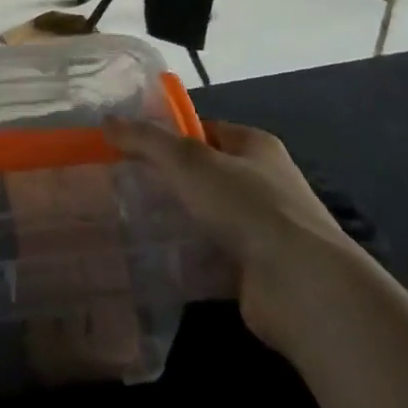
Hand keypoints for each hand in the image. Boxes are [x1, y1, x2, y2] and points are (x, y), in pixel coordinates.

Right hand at [106, 116, 361, 356]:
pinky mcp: (257, 270)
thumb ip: (146, 140)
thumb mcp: (188, 161)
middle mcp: (264, 183)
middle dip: (169, 180)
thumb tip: (107, 121)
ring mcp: (264, 229)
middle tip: (125, 185)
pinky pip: (213, 256)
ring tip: (132, 223)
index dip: (171, 134)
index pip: (207, 130)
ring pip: (209, 216)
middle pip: (206, 174)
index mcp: (256, 147)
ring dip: (178, 221)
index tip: (132, 146)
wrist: (300, 286)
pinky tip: (156, 261)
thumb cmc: (247, 207)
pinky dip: (189, 258)